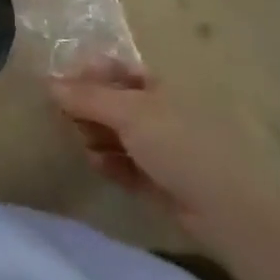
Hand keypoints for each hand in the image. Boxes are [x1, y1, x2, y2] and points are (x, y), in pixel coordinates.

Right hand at [51, 58, 279, 248]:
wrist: (230, 210)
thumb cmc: (182, 146)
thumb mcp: (131, 113)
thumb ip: (88, 97)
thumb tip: (49, 82)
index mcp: (158, 86)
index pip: (115, 69)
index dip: (87, 74)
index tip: (59, 87)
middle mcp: (159, 111)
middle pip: (111, 102)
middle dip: (87, 109)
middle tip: (70, 121)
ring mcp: (160, 147)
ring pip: (115, 135)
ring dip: (96, 138)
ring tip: (88, 148)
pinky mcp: (159, 180)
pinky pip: (124, 165)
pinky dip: (110, 163)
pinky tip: (101, 167)